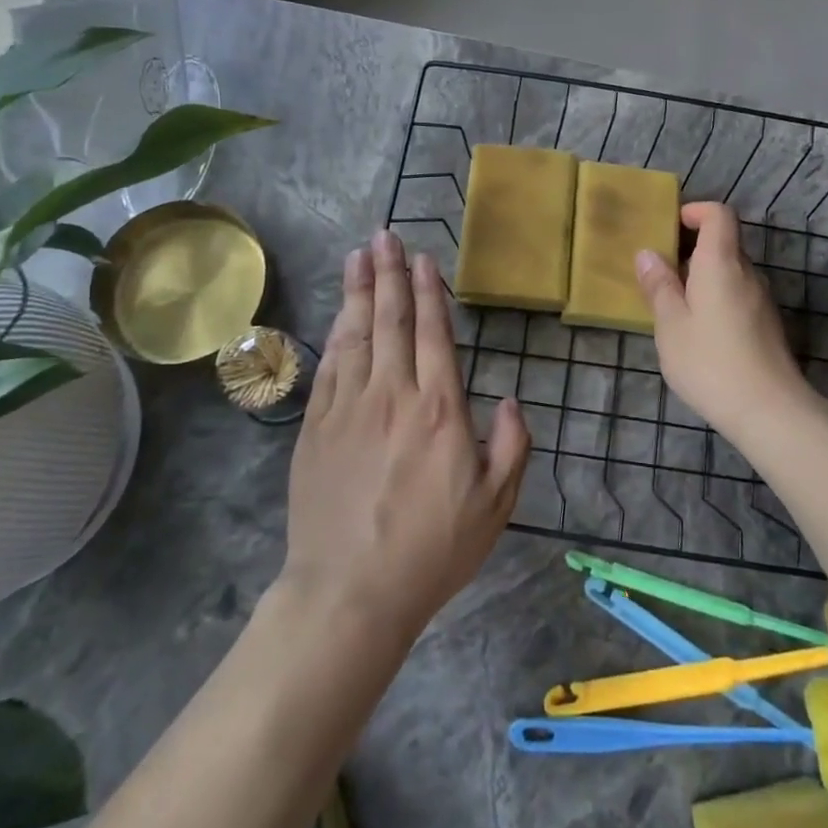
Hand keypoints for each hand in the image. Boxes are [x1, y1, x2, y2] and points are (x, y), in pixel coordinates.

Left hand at [280, 231, 529, 649]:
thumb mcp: (495, 506)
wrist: (349, 592)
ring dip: (359, 290)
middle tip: (385, 235)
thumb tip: (510, 401)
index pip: (434, 334)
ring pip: (356, 334)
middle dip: (390, 273)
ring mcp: (348, 407)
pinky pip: (330, 366)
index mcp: (440, 409)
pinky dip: (337, 332)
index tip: (423, 258)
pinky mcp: (316, 426)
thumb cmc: (431, 550)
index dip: (429, 292)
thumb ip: (511, 447)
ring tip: (359, 255)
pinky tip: (340, 313)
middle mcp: (393, 394)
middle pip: (392, 320)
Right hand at [635, 202, 815, 434]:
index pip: (719, 214)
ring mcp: (762, 300)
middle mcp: (747, 273)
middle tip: (659, 270)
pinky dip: (715, 297)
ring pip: (730, 272)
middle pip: (723, 243)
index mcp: (721, 263)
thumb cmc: (710, 361)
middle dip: (691, 248)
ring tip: (672, 303)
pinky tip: (697, 330)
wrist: (770, 411)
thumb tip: (648, 253)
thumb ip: (659, 286)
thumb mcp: (671, 324)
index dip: (695, 211)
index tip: (669, 226)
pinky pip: (737, 295)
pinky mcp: (767, 325)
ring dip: (702, 276)